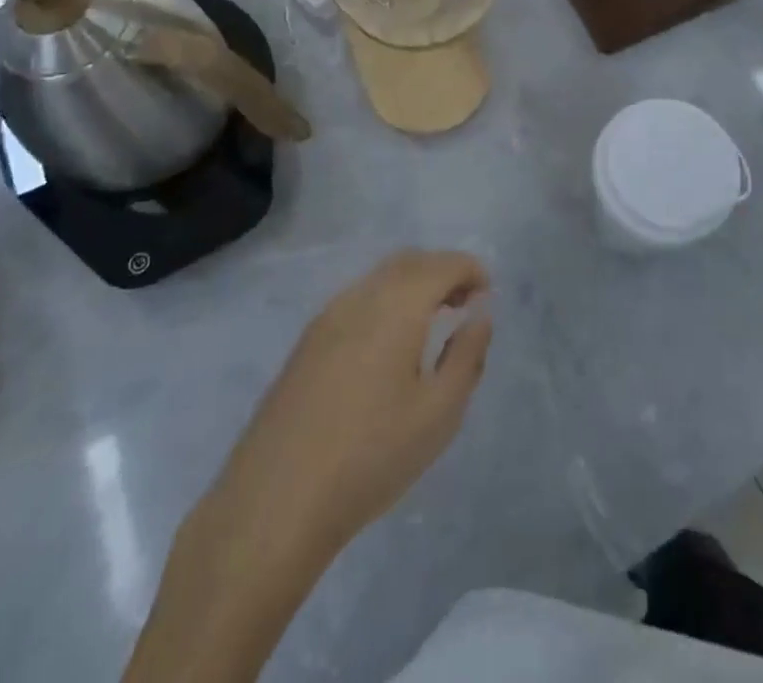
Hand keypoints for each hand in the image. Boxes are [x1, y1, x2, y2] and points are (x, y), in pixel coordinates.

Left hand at [198, 250, 492, 562]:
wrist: (275, 501)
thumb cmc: (371, 457)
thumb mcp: (438, 413)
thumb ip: (467, 356)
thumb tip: (480, 315)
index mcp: (397, 305)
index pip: (442, 264)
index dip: (470, 269)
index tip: (487, 293)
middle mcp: (361, 296)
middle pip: (409, 261)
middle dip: (442, 271)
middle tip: (465, 303)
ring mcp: (328, 316)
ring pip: (380, 278)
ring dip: (412, 284)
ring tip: (432, 322)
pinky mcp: (306, 341)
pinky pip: (357, 298)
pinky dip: (385, 300)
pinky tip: (389, 344)